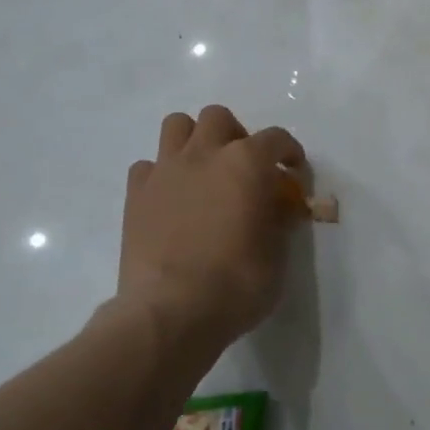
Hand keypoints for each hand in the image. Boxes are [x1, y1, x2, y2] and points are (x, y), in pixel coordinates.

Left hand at [119, 105, 307, 343]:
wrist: (171, 311)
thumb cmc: (236, 284)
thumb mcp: (277, 256)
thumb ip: (279, 221)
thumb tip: (279, 207)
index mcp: (246, 163)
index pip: (276, 138)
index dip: (289, 152)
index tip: (293, 172)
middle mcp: (204, 154)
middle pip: (219, 117)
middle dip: (235, 135)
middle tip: (243, 168)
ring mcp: (165, 170)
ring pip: (177, 125)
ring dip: (194, 140)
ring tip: (203, 170)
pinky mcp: (136, 194)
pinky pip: (148, 165)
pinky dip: (162, 174)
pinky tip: (170, 198)